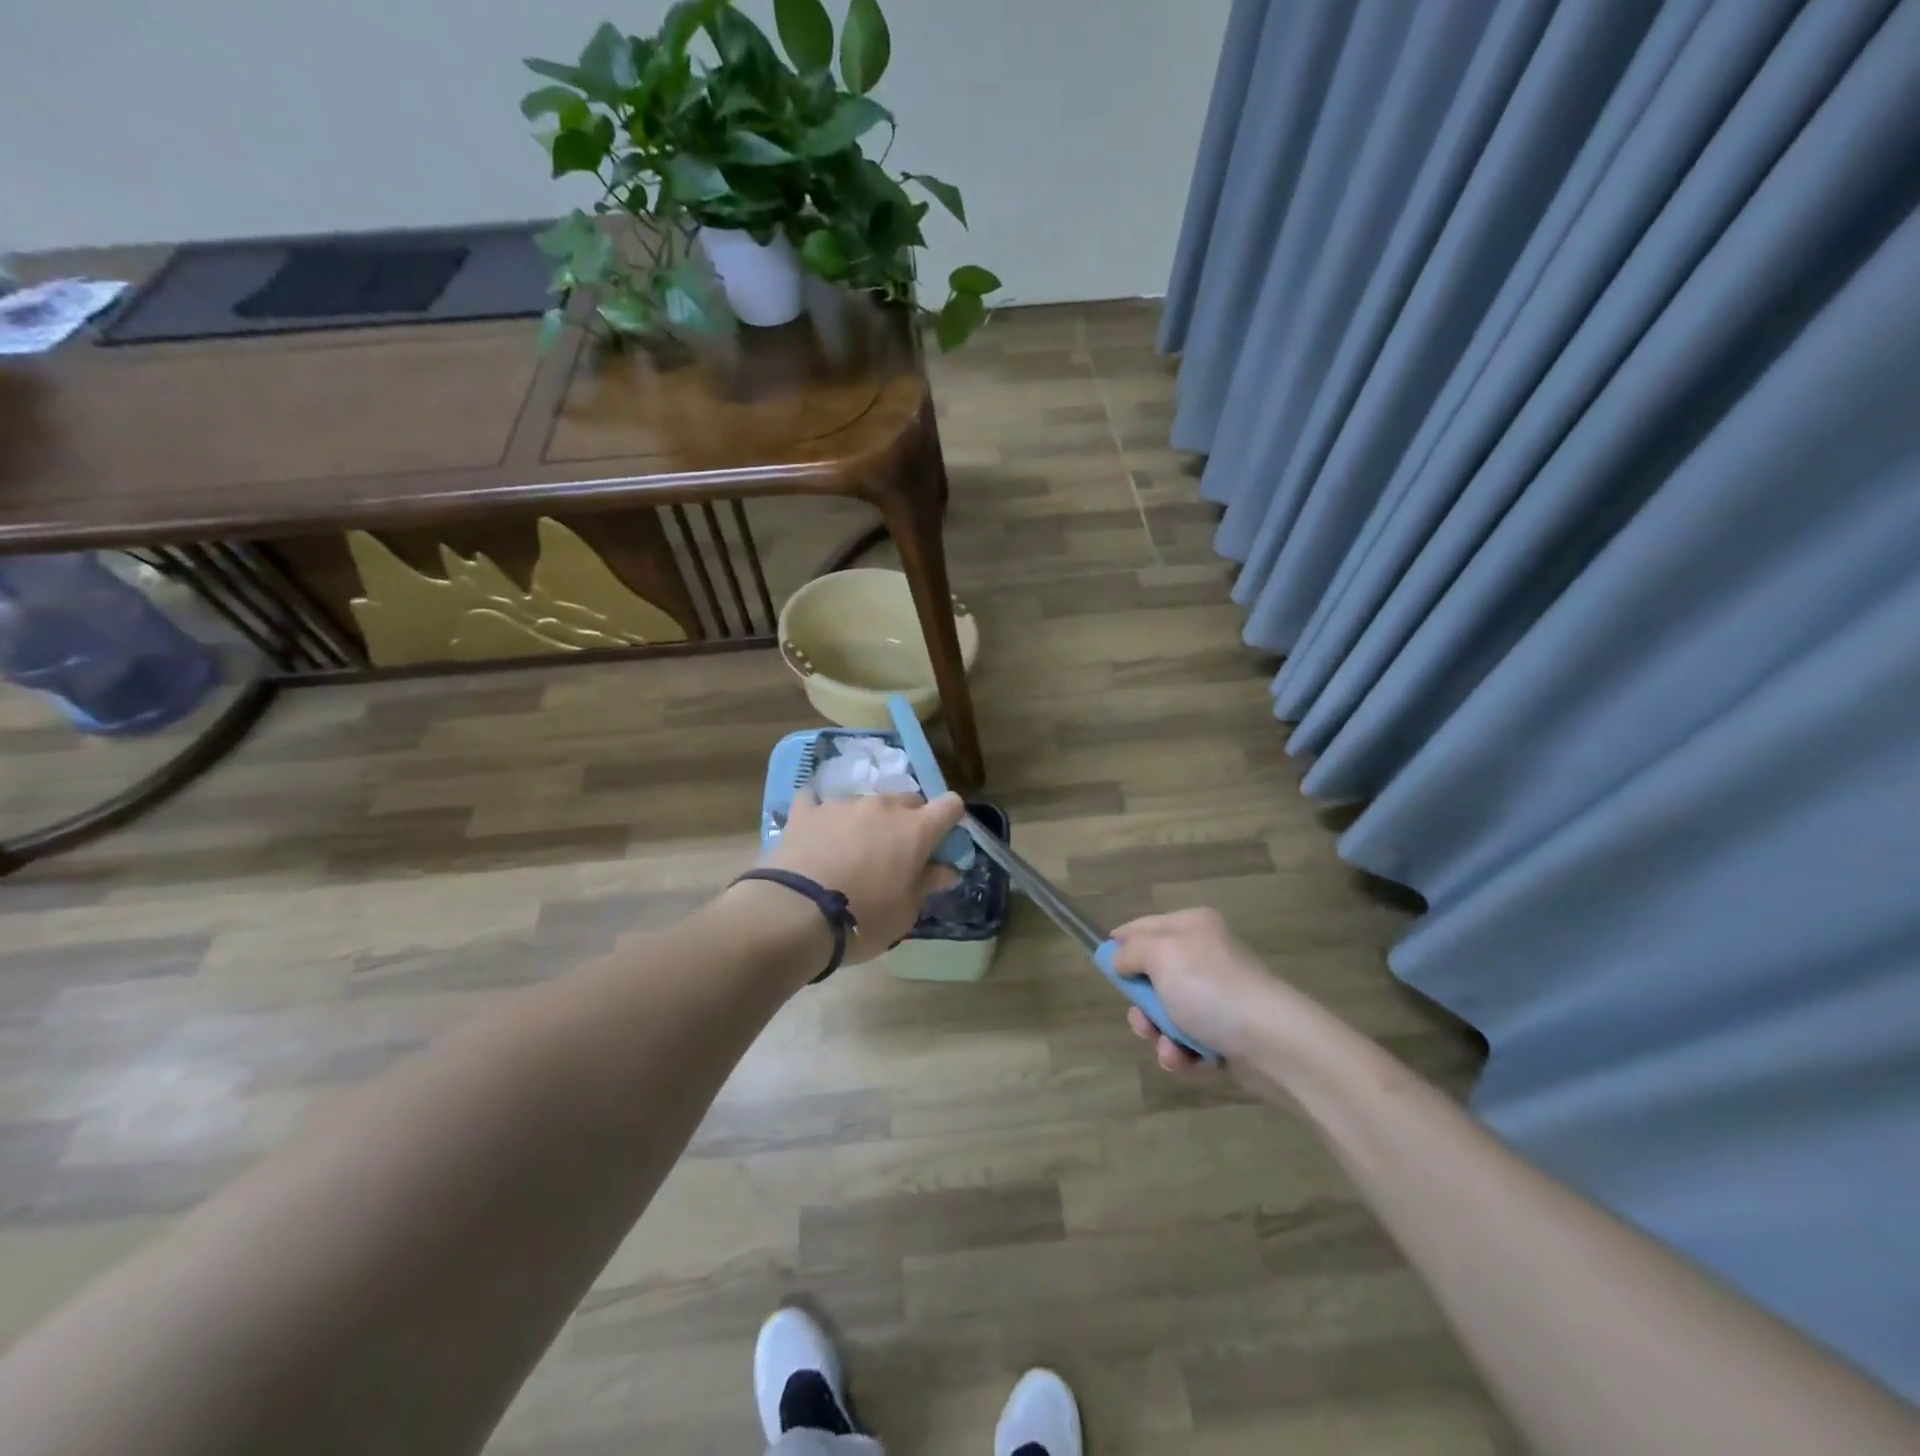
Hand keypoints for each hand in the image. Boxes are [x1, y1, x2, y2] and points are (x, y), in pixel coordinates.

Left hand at [765, 790, 966, 962]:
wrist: (795, 914)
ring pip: (866, 802)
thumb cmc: (863, 918)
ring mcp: (842, 804)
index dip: (950, 820)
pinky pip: (817, 801)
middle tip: (897, 853)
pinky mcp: (806, 810)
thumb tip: (948, 871)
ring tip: (851, 850)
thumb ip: (927, 884)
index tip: (942, 840)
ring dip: (867, 820)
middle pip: (908, 800)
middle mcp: (882, 807)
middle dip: (909, 821)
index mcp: (916, 829)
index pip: (950, 806)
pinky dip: (821, 814)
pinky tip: (815, 831)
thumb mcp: (905, 912)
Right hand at [1110, 908, 1310, 1072]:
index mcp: (1192, 927)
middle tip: (1143, 1020)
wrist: (1273, 1043)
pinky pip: (1188, 1044)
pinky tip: (1190, 1061)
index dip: (1121, 944)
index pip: (1144, 926)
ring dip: (1160, 1036)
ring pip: (1167, 1016)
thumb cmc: (1210, 989)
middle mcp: (1205, 958)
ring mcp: (1218, 999)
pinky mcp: (1227, 1036)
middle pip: (1152, 978)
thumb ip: (1130, 952)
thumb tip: (1119, 958)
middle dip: (1142, 1006)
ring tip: (1171, 1048)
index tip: (1104, 966)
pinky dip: (1184, 1055)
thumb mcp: (1160, 955)